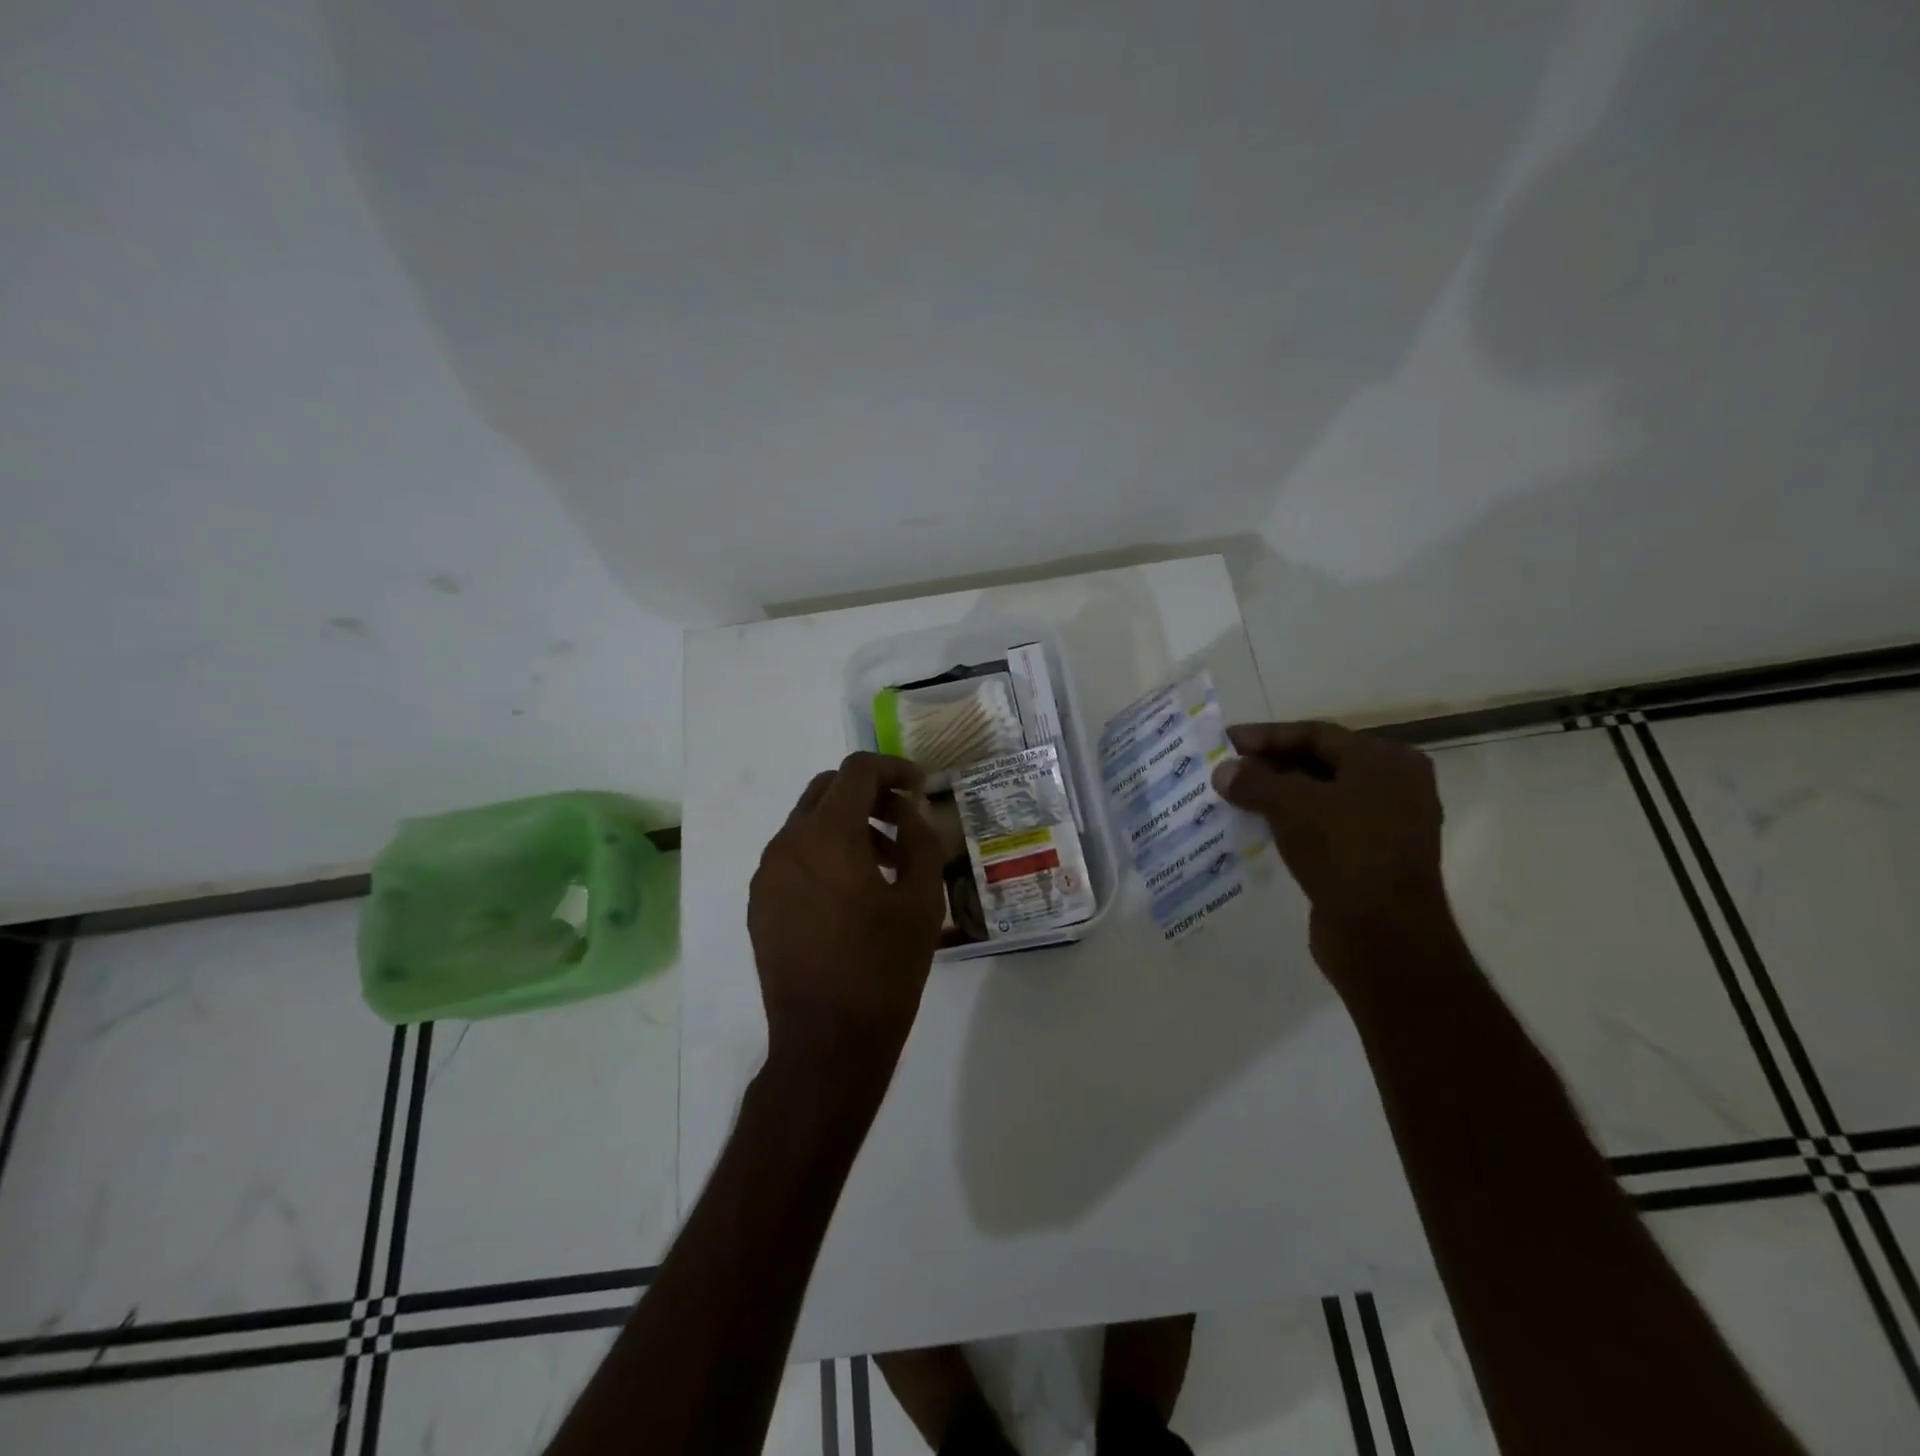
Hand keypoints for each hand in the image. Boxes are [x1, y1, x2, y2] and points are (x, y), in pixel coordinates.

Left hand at [748, 752, 946, 1080]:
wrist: (827, 1043)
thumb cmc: (884, 970)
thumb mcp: (921, 900)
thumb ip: (919, 839)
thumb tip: (908, 811)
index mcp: (827, 836)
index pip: (857, 771)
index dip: (893, 768)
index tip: (920, 785)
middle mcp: (786, 844)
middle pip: (826, 789)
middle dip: (868, 793)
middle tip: (904, 819)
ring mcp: (767, 875)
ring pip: (807, 823)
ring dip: (846, 825)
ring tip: (885, 863)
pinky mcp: (760, 903)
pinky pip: (793, 856)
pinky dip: (823, 853)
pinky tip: (851, 893)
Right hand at [1210, 721, 1449, 991]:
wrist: (1384, 935)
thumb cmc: (1344, 852)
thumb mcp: (1291, 806)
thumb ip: (1254, 781)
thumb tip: (1223, 771)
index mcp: (1385, 761)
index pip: (1316, 733)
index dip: (1266, 736)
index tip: (1226, 742)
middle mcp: (1394, 785)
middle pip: (1319, 763)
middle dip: (1270, 766)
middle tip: (1227, 770)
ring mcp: (1387, 824)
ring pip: (1320, 797)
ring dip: (1277, 796)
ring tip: (1234, 798)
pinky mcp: (1373, 858)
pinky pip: (1325, 827)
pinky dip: (1292, 823)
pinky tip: (1258, 828)